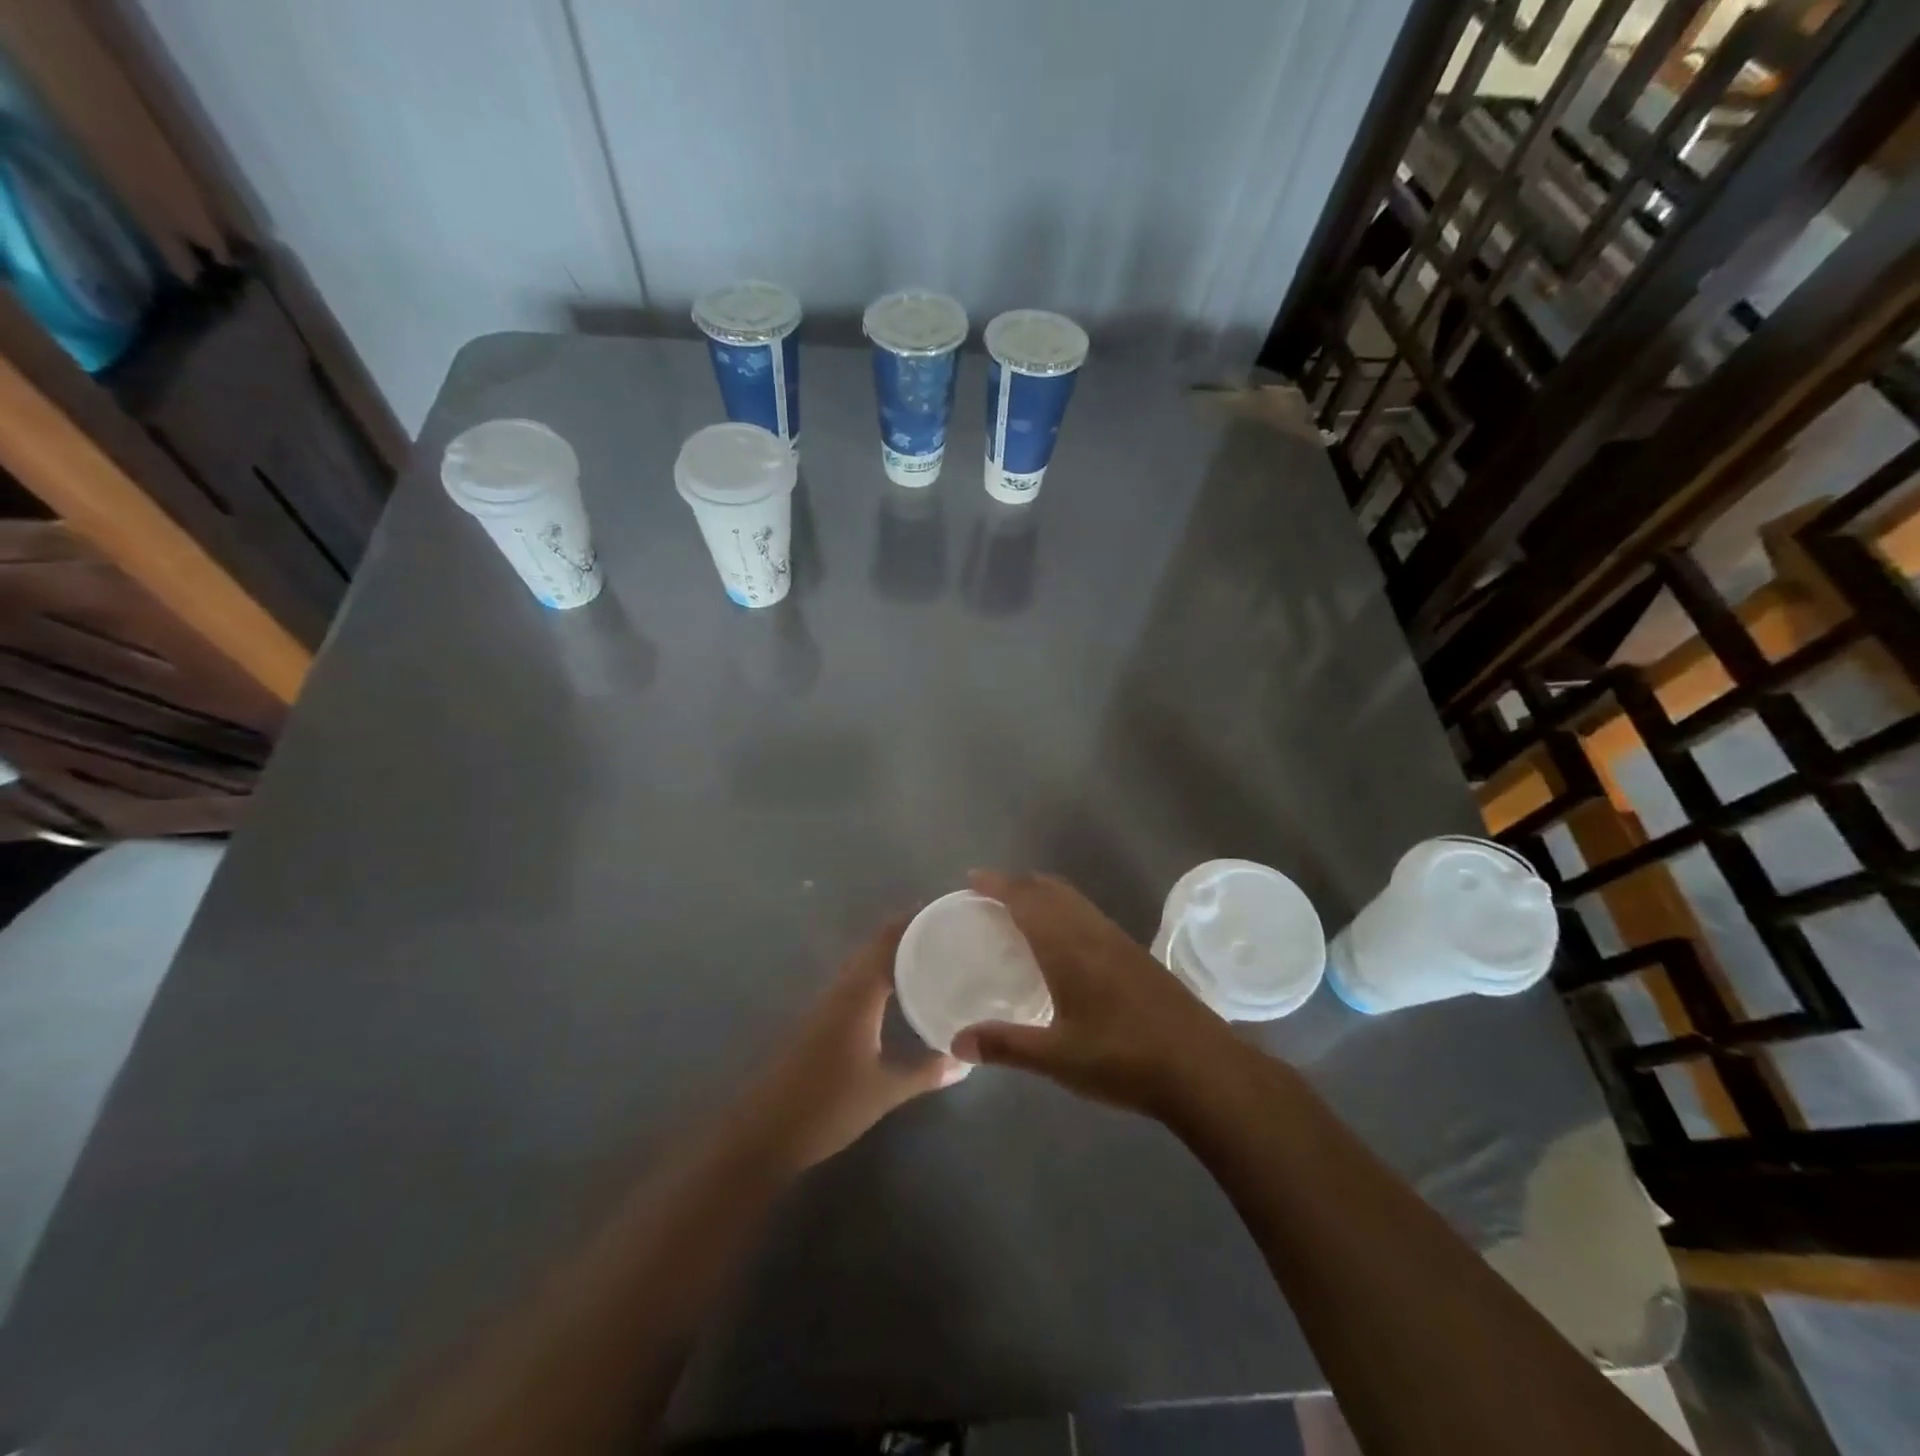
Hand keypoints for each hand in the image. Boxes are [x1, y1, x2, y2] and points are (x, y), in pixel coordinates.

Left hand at [738, 914, 966, 1170]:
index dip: (912, 922)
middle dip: (905, 933)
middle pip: (873, 947)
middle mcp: (840, 990)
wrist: (765, 1133)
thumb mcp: (884, 1090)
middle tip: (943, 931)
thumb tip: (965, 1061)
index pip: (887, 942)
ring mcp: (824, 1004)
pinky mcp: (817, 1021)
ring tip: (926, 953)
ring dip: (889, 953)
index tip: (943, 911)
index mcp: (857, 994)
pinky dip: (876, 974)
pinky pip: (853, 982)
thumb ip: (926, 1071)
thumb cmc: (828, 1106)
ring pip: (861, 964)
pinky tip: (893, 991)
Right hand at [951, 870, 1246, 1119]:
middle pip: (1051, 889)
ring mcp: (1118, 941)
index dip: (997, 884)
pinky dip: (1065, 909)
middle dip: (1018, 882)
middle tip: (988, 893)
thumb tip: (956, 1041)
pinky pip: (1089, 914)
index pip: (1026, 899)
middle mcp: (1092, 932)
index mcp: (1068, 947)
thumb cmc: (1124, 1059)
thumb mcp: (1058, 1058)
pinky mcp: (1135, 954)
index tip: (971, 879)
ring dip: (1043, 893)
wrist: (1202, 1067)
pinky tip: (1064, 941)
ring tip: (1019, 909)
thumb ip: (1006, 1046)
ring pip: (1074, 899)